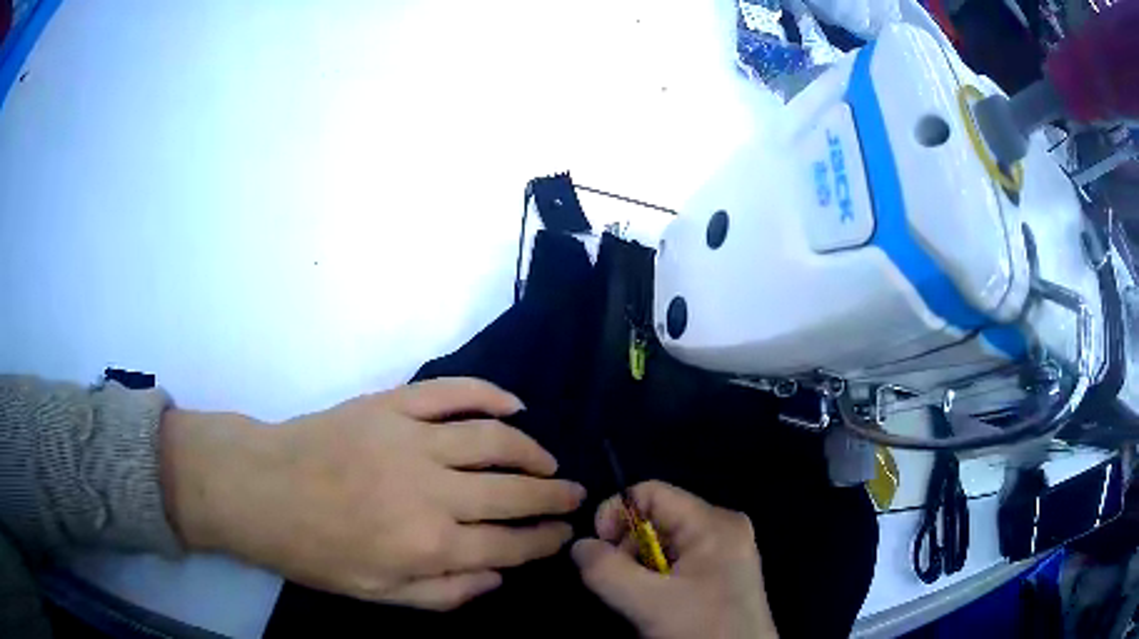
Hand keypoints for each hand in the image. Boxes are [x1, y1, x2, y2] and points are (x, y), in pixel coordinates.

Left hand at [161, 377, 585, 609]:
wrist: (261, 489)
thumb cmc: (315, 550)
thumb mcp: (376, 594)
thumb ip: (443, 593)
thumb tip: (497, 577)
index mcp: (428, 544)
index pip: (510, 544)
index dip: (544, 541)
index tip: (563, 535)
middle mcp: (432, 491)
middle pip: (514, 493)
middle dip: (554, 497)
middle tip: (574, 496)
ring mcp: (412, 439)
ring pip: (494, 440)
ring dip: (532, 451)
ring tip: (548, 461)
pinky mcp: (392, 404)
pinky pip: (453, 392)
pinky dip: (490, 395)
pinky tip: (513, 406)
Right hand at [572, 481, 778, 638]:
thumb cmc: (701, 629)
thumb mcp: (648, 603)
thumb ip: (606, 570)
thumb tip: (579, 545)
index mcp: (714, 522)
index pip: (652, 492)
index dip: (616, 513)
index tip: (599, 549)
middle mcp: (724, 526)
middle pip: (658, 517)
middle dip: (628, 547)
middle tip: (622, 583)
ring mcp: (727, 548)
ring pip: (666, 541)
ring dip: (641, 566)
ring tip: (642, 598)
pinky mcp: (725, 570)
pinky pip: (680, 559)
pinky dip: (659, 576)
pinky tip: (660, 602)